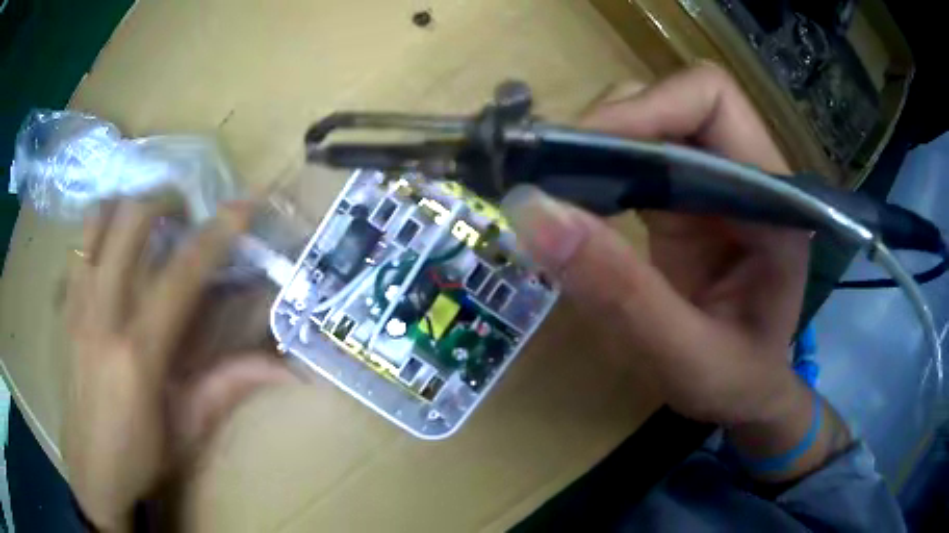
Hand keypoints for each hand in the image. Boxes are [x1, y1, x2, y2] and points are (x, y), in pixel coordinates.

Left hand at [64, 199, 295, 529]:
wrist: (91, 470)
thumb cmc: (141, 456)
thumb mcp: (190, 428)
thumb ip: (231, 385)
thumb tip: (287, 367)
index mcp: (139, 352)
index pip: (182, 274)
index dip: (217, 233)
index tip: (245, 202)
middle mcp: (103, 315)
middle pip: (130, 223)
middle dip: (164, 199)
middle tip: (186, 209)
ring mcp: (77, 306)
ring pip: (97, 221)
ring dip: (127, 206)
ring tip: (147, 216)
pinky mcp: (64, 309)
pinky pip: (79, 245)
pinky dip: (100, 228)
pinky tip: (113, 244)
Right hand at [501, 64, 848, 480]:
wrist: (746, 393)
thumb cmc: (735, 383)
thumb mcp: (685, 358)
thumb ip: (621, 294)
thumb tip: (532, 211)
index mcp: (773, 201)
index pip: (712, 101)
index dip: (646, 109)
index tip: (583, 155)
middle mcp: (747, 175)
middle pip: (674, 100)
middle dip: (611, 126)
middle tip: (554, 176)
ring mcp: (715, 182)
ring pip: (650, 121)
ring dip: (599, 146)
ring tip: (558, 192)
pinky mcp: (688, 197)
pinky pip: (637, 156)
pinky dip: (599, 169)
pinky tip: (576, 206)